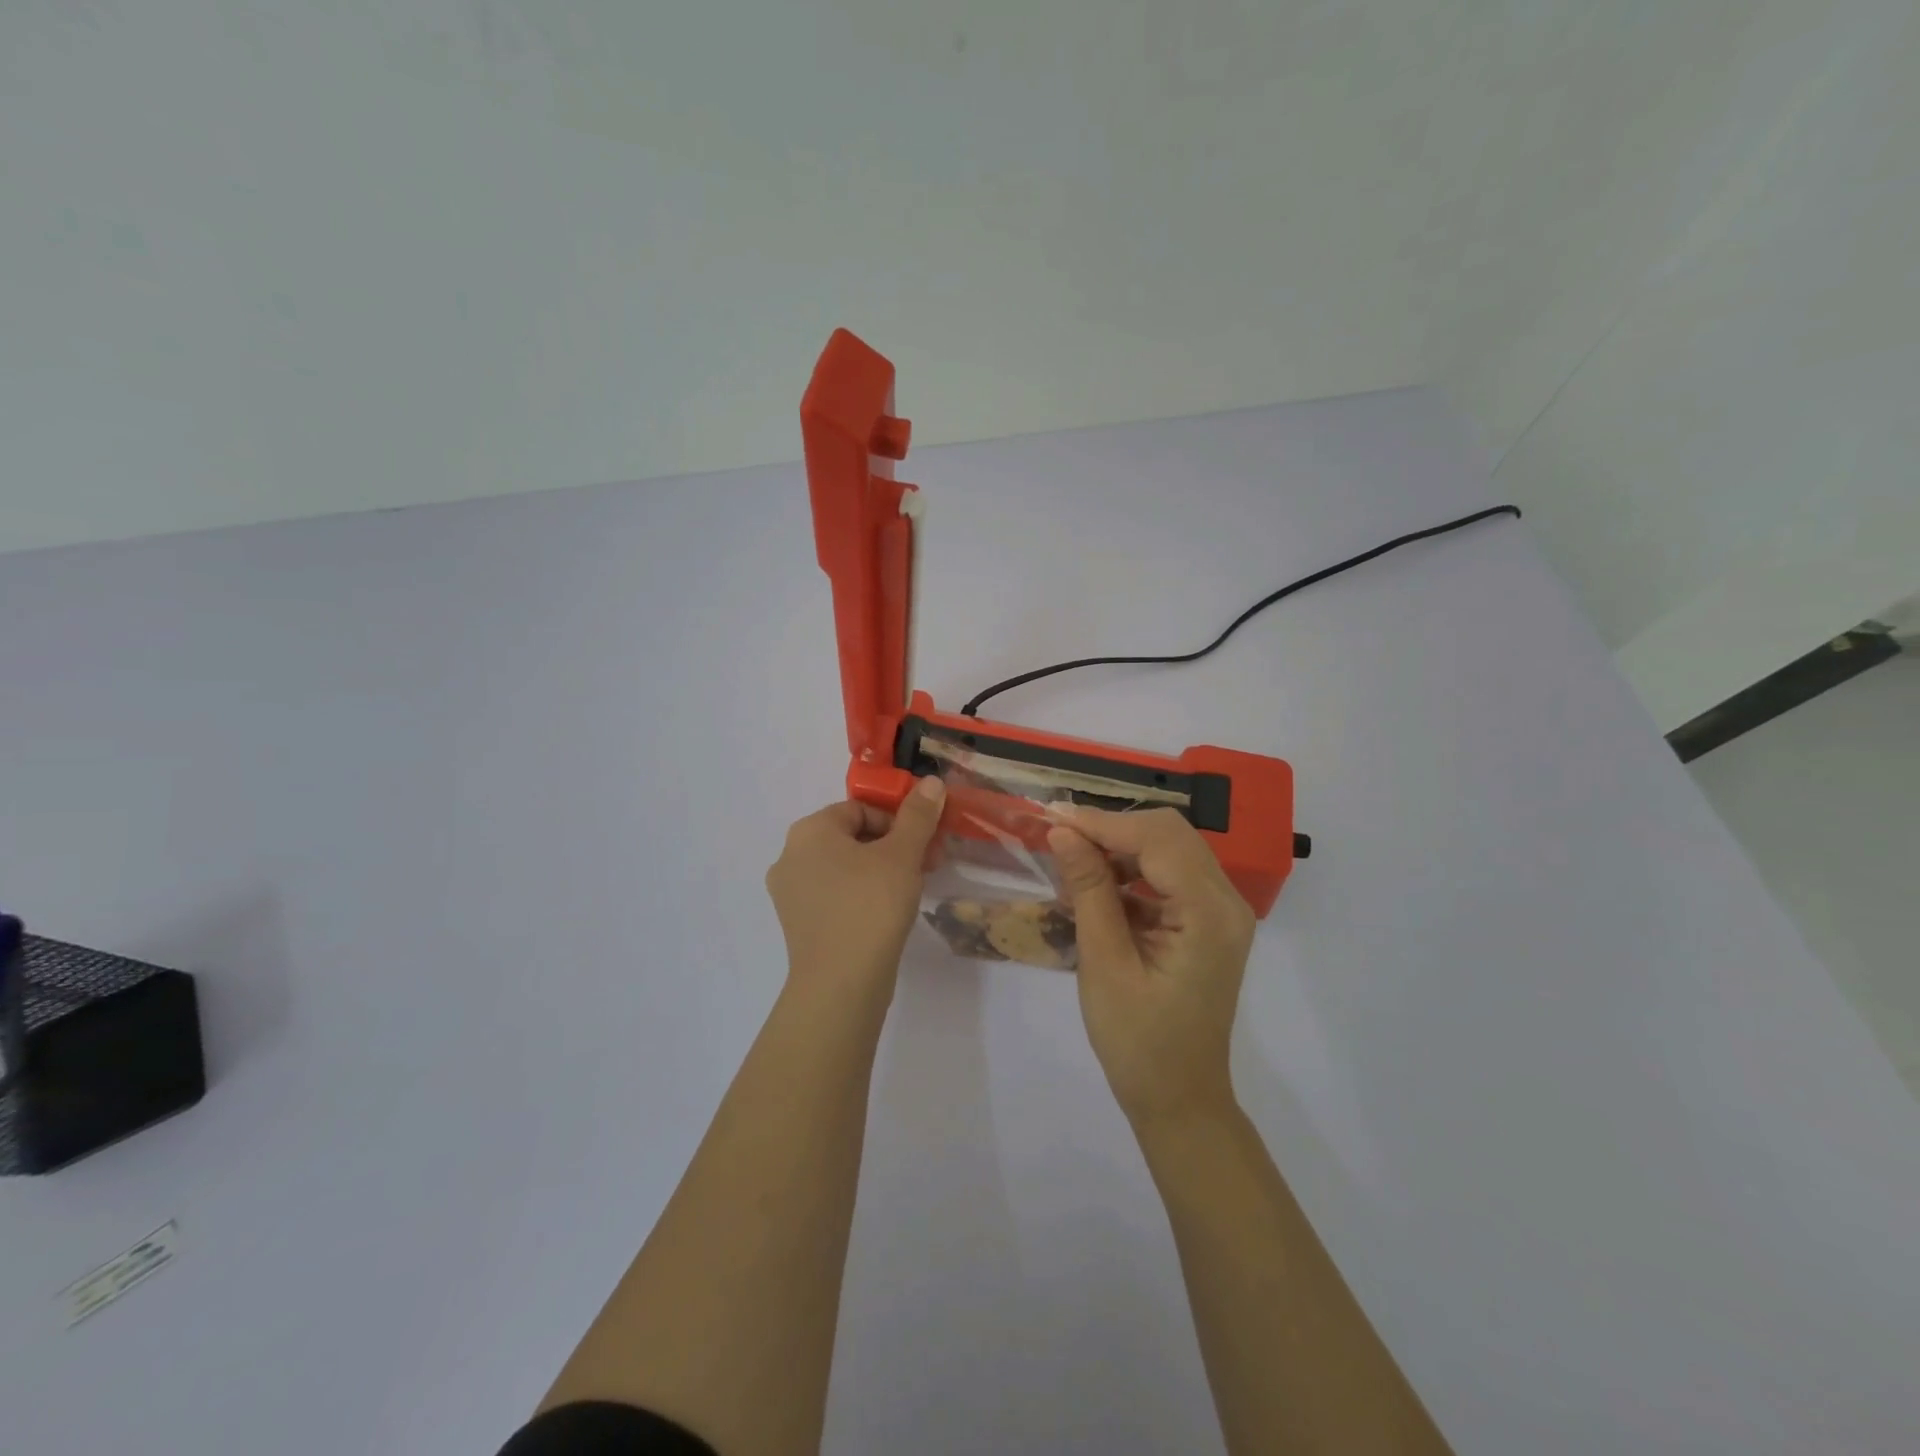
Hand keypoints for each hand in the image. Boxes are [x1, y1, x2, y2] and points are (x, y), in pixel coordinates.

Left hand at [765, 777, 947, 1007]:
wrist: (841, 984)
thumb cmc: (871, 906)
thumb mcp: (902, 855)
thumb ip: (918, 816)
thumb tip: (931, 782)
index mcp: (809, 831)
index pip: (860, 810)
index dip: (898, 822)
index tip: (925, 844)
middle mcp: (790, 856)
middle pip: (852, 838)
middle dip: (893, 847)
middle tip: (926, 866)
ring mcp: (790, 893)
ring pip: (844, 868)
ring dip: (880, 871)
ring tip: (911, 891)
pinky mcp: (798, 924)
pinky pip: (834, 896)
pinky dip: (861, 896)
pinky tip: (886, 915)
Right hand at [1047, 806, 1255, 1125]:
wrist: (1179, 1100)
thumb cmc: (1138, 1042)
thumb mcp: (1104, 963)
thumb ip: (1089, 890)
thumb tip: (1062, 832)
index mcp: (1209, 914)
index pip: (1157, 839)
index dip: (1102, 824)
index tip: (1052, 820)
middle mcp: (1227, 902)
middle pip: (1170, 833)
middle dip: (1112, 829)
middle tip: (1060, 838)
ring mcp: (1222, 912)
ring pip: (1170, 848)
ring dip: (1121, 848)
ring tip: (1072, 863)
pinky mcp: (1209, 922)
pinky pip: (1171, 875)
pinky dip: (1133, 871)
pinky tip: (1097, 887)